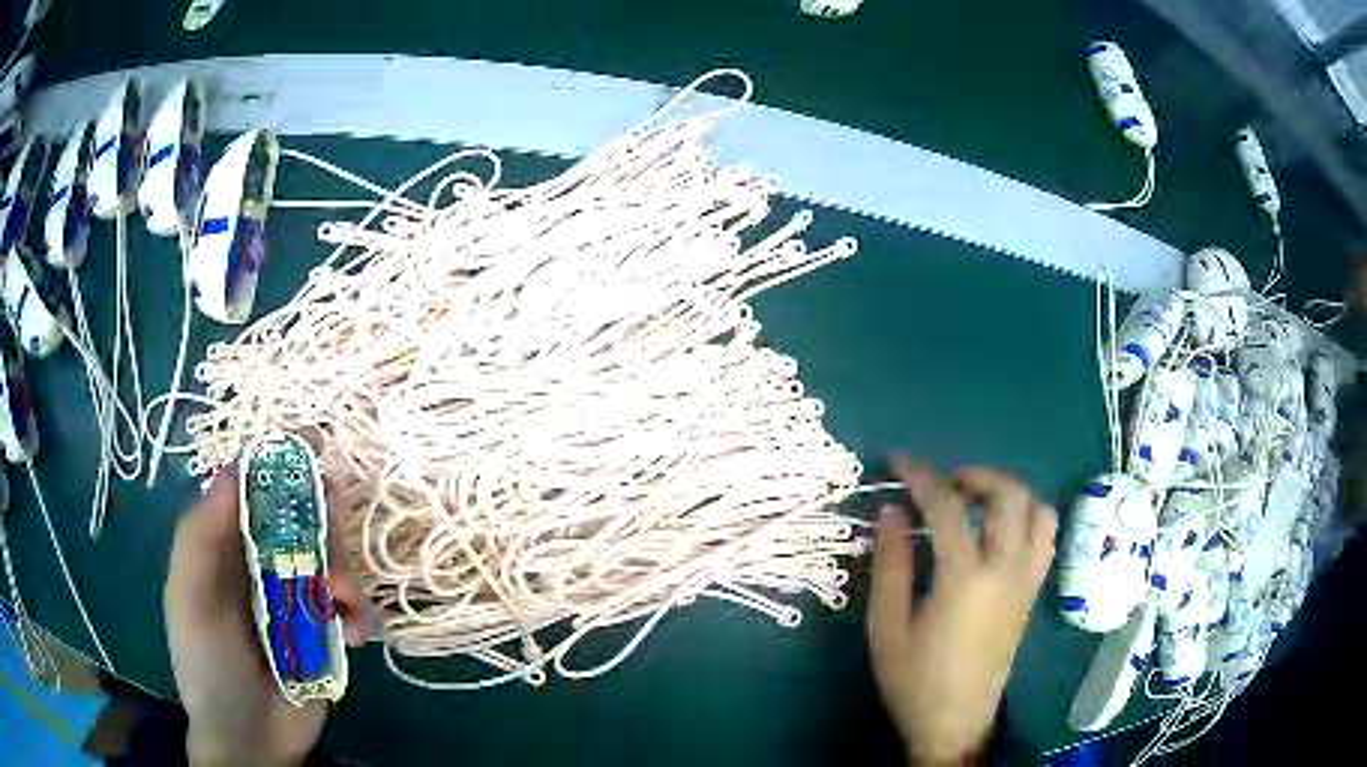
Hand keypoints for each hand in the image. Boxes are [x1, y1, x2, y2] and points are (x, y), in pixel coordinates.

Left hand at [164, 466, 370, 765]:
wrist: (250, 742)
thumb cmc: (208, 666)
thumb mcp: (189, 600)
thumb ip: (201, 537)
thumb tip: (234, 466)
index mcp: (226, 547)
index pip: (255, 490)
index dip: (282, 466)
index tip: (315, 452)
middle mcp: (262, 564)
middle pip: (301, 519)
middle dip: (324, 524)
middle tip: (335, 538)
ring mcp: (297, 600)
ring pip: (332, 559)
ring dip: (346, 571)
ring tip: (345, 604)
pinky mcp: (326, 633)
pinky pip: (354, 607)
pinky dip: (361, 613)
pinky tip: (357, 634)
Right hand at [868, 456, 1055, 764]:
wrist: (955, 722)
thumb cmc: (914, 679)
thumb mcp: (887, 626)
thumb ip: (891, 565)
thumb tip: (891, 512)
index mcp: (965, 578)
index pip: (947, 506)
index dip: (921, 476)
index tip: (898, 461)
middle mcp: (1006, 569)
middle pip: (1009, 495)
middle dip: (977, 475)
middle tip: (945, 483)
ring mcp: (1027, 580)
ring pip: (1038, 511)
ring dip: (1010, 492)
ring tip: (978, 502)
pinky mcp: (1033, 593)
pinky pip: (1045, 537)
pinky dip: (1028, 516)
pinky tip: (1000, 531)